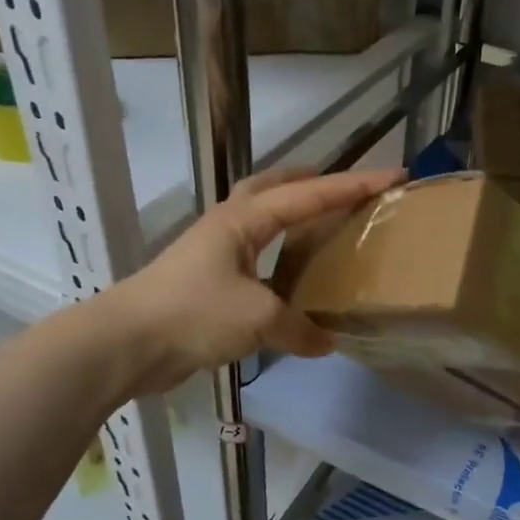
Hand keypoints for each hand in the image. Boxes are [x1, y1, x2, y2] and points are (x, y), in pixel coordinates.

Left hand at [109, 165, 401, 394]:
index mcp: (244, 219)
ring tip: (320, 227)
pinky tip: (289, 279)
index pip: (310, 194)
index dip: (354, 185)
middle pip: (274, 187)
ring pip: (260, 218)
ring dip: (291, 213)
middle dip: (311, 181)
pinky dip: (277, 254)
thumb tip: (326, 342)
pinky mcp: (205, 280)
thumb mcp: (258, 319)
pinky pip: (253, 254)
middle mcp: (229, 225)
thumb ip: (298, 327)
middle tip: (345, 190)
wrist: (126, 343)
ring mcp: (213, 251)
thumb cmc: (194, 313)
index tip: (393, 176)